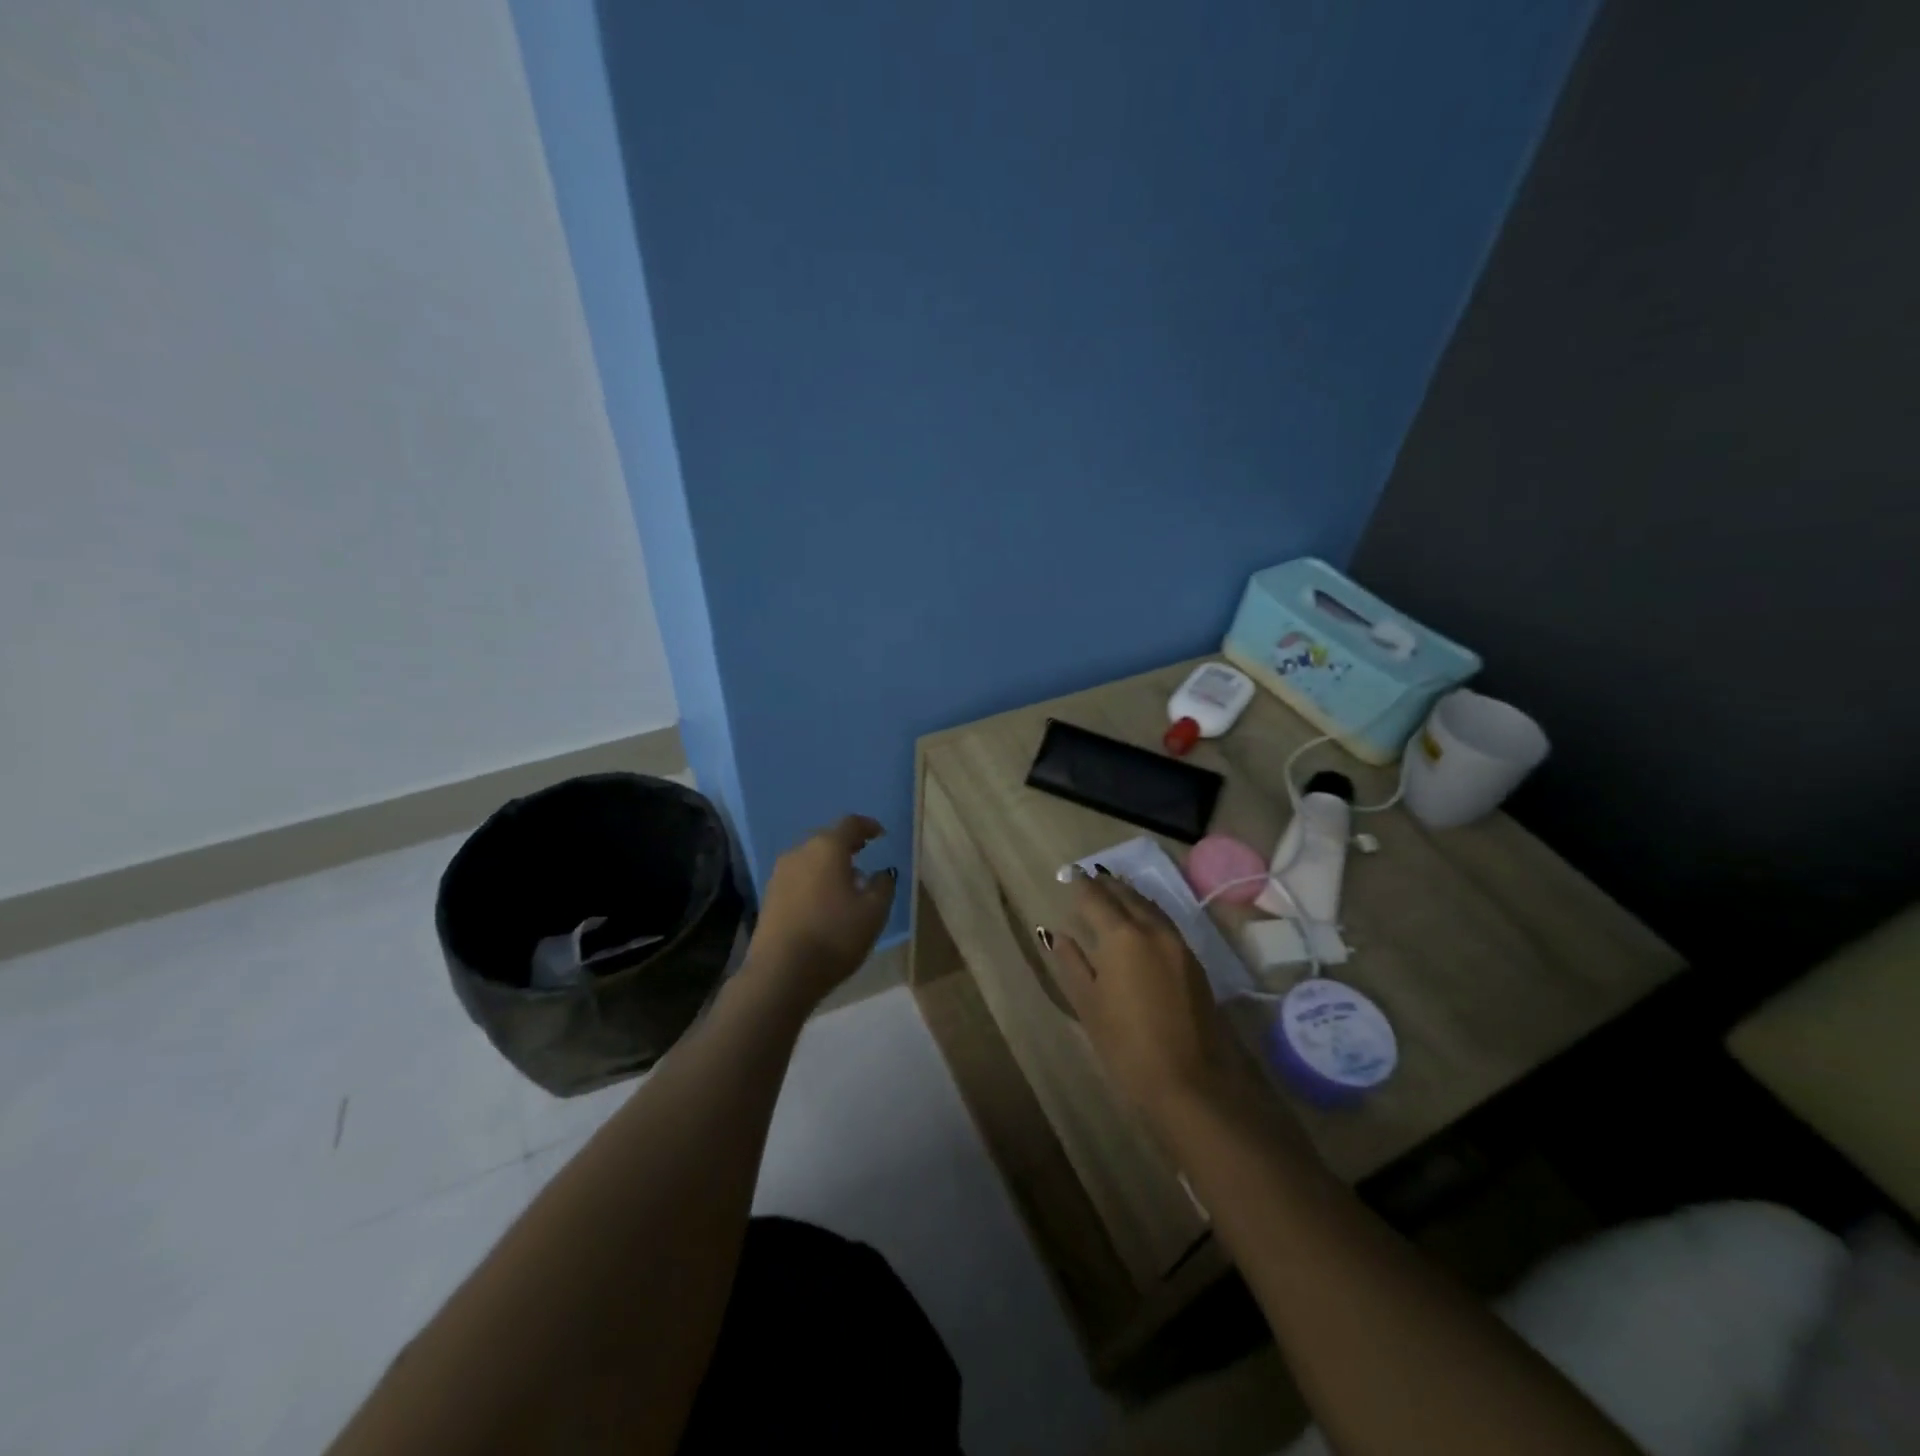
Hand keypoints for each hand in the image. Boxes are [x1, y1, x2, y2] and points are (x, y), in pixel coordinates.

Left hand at [747, 816, 896, 1008]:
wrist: (780, 972)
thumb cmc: (834, 935)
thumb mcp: (873, 913)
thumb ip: (883, 886)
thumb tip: (882, 873)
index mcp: (827, 848)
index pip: (850, 824)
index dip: (868, 826)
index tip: (880, 834)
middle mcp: (800, 852)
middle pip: (827, 839)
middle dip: (847, 845)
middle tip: (864, 854)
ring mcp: (780, 873)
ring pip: (810, 859)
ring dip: (829, 864)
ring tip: (847, 882)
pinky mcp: (769, 895)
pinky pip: (798, 877)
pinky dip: (814, 880)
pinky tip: (824, 901)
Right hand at [1040, 869, 1250, 1126]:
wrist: (1191, 1083)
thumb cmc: (1127, 1046)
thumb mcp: (1088, 1005)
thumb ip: (1072, 963)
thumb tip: (1058, 934)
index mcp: (1121, 936)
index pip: (1096, 898)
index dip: (1080, 885)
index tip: (1068, 875)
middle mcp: (1152, 930)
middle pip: (1127, 895)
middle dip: (1107, 884)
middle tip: (1090, 875)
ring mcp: (1178, 945)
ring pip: (1150, 906)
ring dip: (1130, 895)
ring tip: (1113, 890)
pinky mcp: (1194, 962)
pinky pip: (1165, 922)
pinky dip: (1148, 912)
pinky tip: (1140, 920)